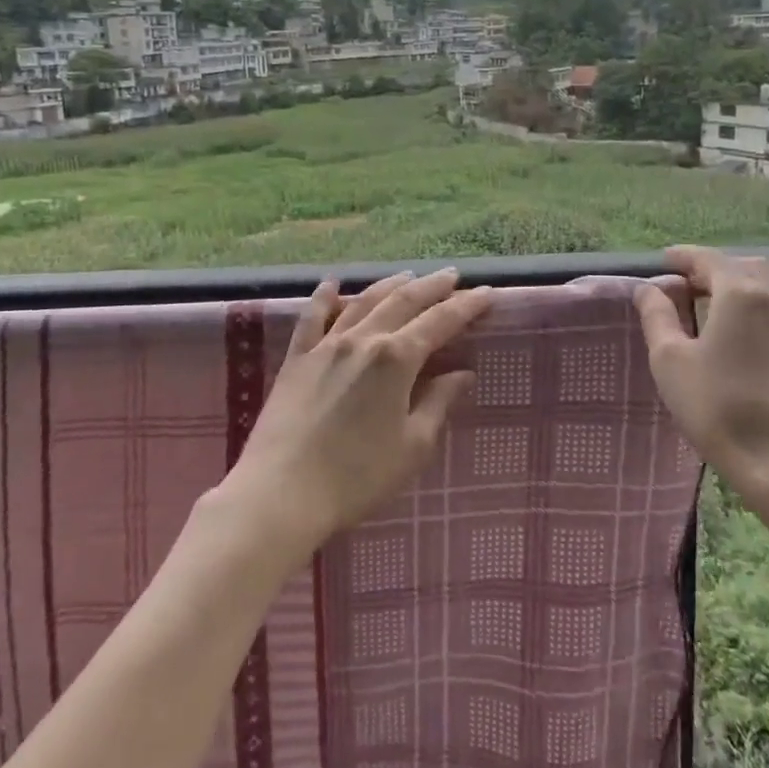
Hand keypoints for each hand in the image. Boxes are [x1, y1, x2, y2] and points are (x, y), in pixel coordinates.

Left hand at [222, 269, 493, 559]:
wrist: (282, 492)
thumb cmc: (357, 476)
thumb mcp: (412, 446)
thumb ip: (438, 403)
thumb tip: (462, 374)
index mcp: (396, 358)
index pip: (440, 321)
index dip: (466, 305)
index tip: (487, 291)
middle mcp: (363, 339)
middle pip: (403, 301)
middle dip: (432, 286)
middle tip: (452, 275)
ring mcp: (326, 345)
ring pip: (363, 302)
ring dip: (389, 285)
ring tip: (408, 275)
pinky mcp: (296, 359)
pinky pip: (311, 317)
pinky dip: (324, 296)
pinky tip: (332, 284)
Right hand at [635, 246, 768, 505]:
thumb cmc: (719, 408)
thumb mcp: (670, 361)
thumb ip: (657, 316)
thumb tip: (649, 289)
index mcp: (740, 293)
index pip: (708, 259)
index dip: (683, 257)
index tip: (664, 261)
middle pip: (745, 266)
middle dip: (715, 268)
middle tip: (688, 286)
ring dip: (741, 286)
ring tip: (716, 308)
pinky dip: (761, 307)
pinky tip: (746, 335)